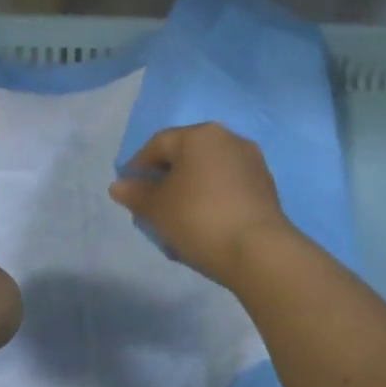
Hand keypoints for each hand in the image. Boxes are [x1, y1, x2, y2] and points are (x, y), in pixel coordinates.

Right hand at [109, 123, 297, 284]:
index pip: (158, 144)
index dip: (138, 167)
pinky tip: (203, 227)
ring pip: (208, 175)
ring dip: (189, 194)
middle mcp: (229, 139)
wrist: (258, 251)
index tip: (129, 192)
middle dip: (165, 182)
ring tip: (176, 224)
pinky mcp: (266, 187)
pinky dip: (211, 202)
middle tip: (151, 209)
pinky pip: (228, 189)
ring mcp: (252, 163)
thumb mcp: (157, 208)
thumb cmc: (198, 218)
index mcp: (200, 135)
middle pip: (186, 157)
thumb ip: (135, 193)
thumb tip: (119, 186)